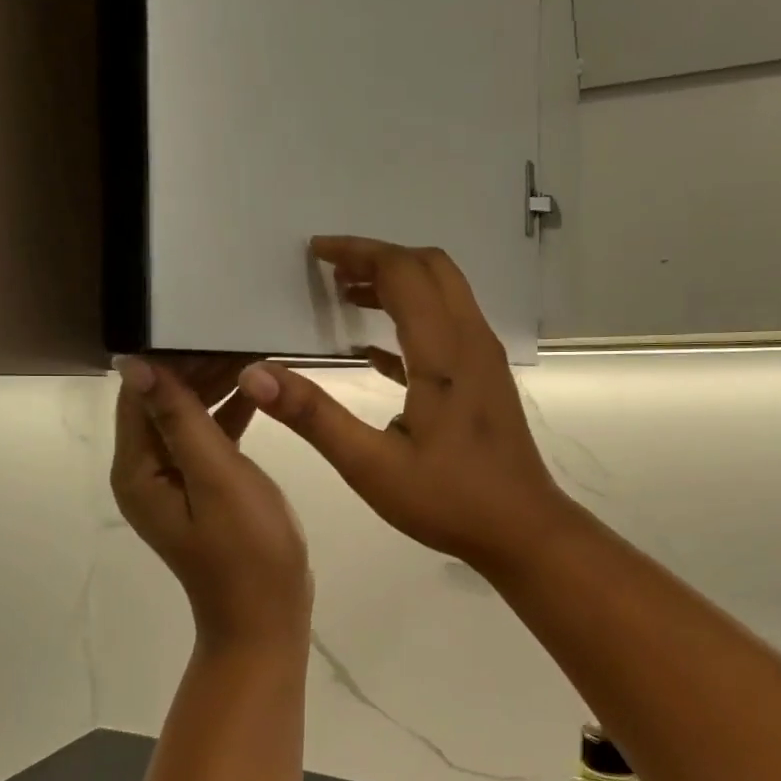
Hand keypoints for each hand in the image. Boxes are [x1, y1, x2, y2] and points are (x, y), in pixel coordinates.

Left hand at [113, 355, 312, 644]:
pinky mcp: (203, 490)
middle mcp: (147, 472)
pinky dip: (228, 417)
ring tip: (253, 356)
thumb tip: (134, 363)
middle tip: (241, 337)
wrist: (267, 616)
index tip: (209, 325)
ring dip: (215, 388)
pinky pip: (208, 441)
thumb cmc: (246, 548)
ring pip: (188, 418)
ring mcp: (175, 482)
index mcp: (138, 469)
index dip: (171, 358)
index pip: (141, 394)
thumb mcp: (216, 477)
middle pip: (163, 403)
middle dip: (197, 369)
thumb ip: (179, 418)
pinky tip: (257, 395)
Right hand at [239, 238, 578, 573]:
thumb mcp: (370, 466)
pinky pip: (448, 326)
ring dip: (398, 283)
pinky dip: (411, 318)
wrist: (523, 529)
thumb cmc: (448, 500)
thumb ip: (313, 417)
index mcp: (443, 352)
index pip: (403, 272)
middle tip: (331, 270)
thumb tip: (256, 376)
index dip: (358, 252)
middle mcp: (470, 340)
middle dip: (379, 258)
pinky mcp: (485, 378)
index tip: (316, 252)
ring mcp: (483, 358)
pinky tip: (372, 349)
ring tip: (346, 295)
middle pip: (430, 268)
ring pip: (444, 292)